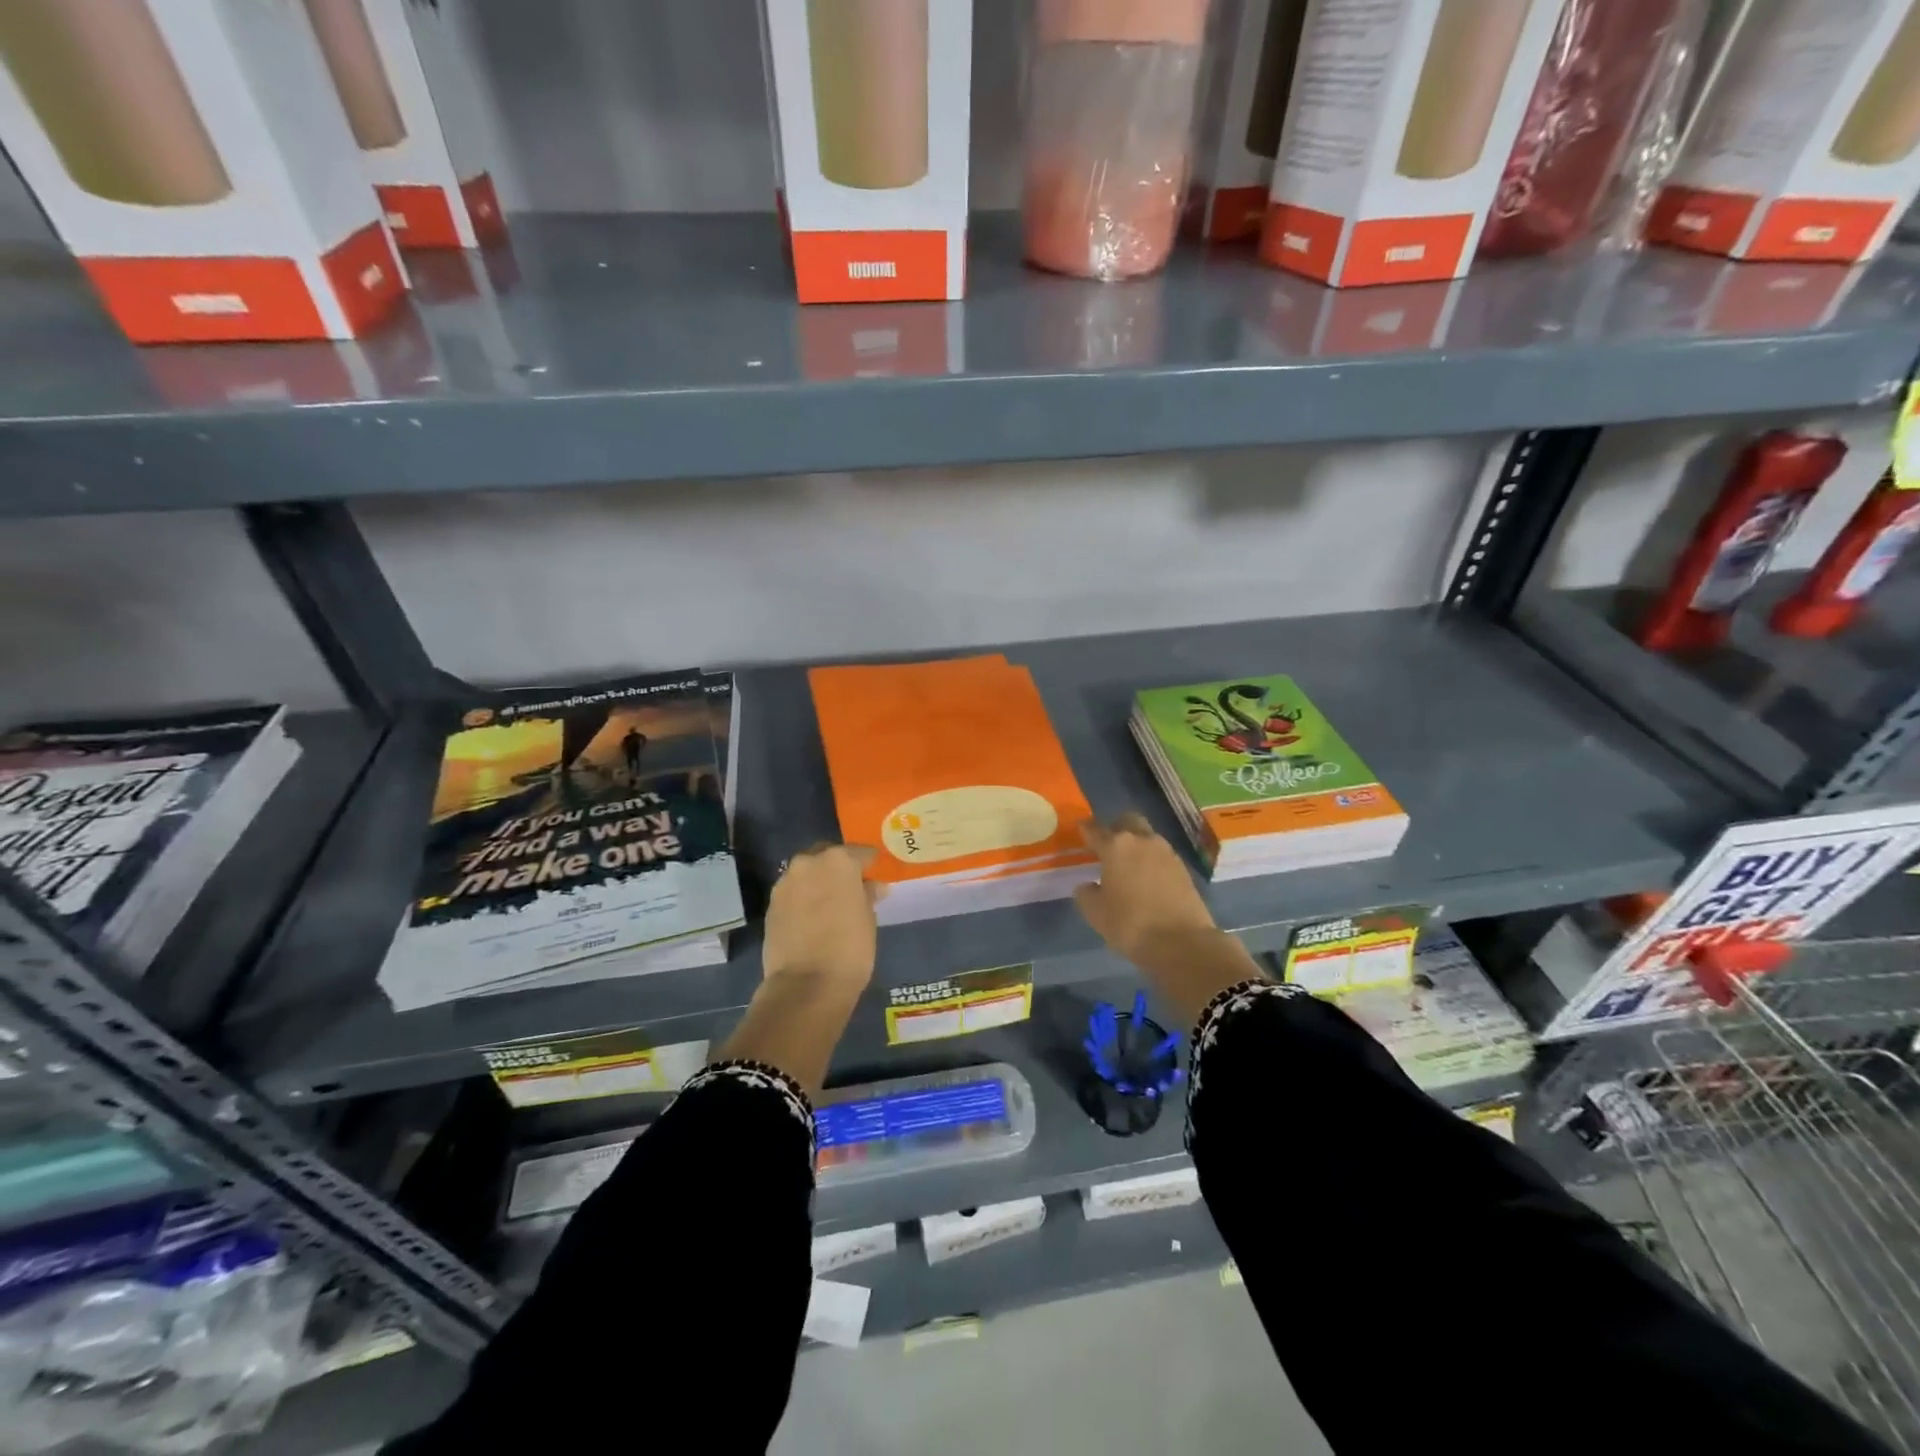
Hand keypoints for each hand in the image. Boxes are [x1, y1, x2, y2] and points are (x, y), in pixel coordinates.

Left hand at [761, 843, 883, 999]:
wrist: (805, 985)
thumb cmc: (850, 949)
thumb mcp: (868, 919)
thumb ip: (867, 895)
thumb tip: (871, 887)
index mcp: (838, 861)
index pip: (859, 852)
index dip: (869, 862)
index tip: (875, 870)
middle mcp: (808, 863)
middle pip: (827, 856)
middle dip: (839, 868)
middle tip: (852, 885)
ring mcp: (785, 883)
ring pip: (806, 873)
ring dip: (818, 881)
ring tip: (831, 902)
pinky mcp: (771, 905)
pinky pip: (793, 892)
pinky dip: (803, 898)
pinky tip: (813, 915)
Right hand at [1074, 814, 1263, 1022]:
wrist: (1182, 943)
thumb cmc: (1130, 924)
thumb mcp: (1096, 913)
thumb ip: (1086, 894)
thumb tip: (1088, 886)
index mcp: (1116, 846)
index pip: (1094, 829)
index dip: (1085, 830)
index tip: (1080, 831)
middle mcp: (1142, 840)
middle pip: (1127, 822)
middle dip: (1116, 828)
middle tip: (1107, 846)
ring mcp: (1167, 852)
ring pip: (1147, 837)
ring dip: (1136, 845)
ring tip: (1128, 865)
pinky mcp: (1184, 868)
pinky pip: (1161, 855)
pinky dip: (1151, 861)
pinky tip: (1146, 879)